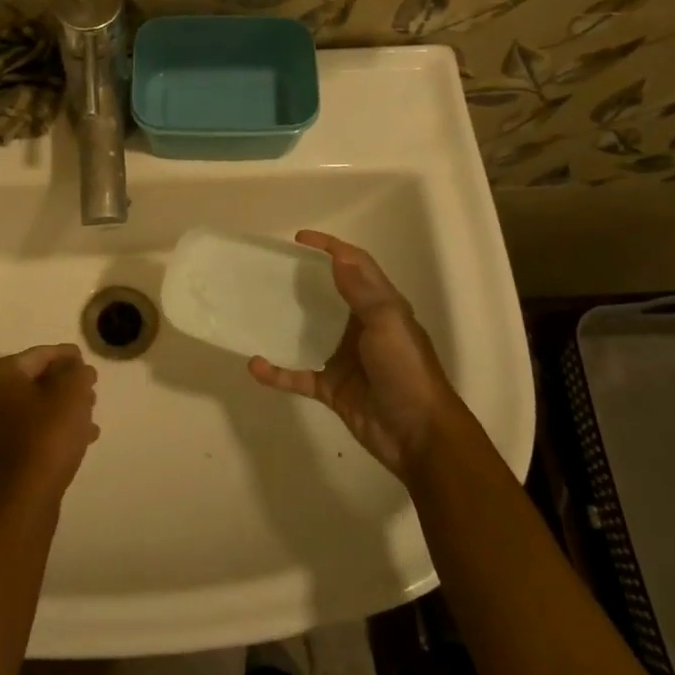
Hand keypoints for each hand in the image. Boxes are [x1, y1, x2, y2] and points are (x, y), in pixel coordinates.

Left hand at [0, 344, 99, 510]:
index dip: (67, 355)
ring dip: (65, 407)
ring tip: (91, 414)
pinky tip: (83, 437)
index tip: (86, 359)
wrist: (24, 499)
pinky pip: (35, 430)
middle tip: (91, 387)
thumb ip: (77, 372)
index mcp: (1, 376)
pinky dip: (57, 428)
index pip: (40, 354)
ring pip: (38, 407)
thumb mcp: (72, 394)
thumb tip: (77, 368)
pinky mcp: (5, 454)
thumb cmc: (47, 436)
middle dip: (66, 383)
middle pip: (36, 380)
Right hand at [248, 231, 462, 478]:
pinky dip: (277, 372)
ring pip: (308, 334)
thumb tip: (337, 257)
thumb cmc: (406, 370)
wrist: (419, 435)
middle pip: (328, 296)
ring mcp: (344, 359)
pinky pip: (297, 375)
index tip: (299, 239)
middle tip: (270, 272)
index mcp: (381, 307)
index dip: (331, 248)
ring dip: (284, 324)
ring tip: (256, 310)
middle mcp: (361, 328)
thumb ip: (362, 291)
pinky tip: (255, 366)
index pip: (356, 265)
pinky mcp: (331, 388)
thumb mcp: (388, 322)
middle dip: (301, 281)